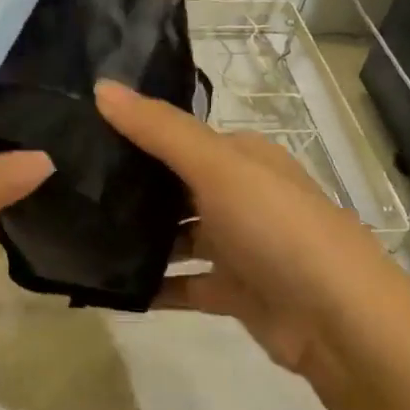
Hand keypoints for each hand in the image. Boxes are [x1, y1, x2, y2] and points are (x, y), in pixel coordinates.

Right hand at [95, 80, 377, 388]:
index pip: (179, 136)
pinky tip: (108, 286)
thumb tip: (100, 86)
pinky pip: (181, 284)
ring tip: (79, 235)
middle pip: (175, 187)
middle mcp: (241, 196)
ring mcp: (239, 246)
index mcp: (243, 158)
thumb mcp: (217, 167)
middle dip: (130, 187)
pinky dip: (152, 285)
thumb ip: (158, 129)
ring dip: (139, 238)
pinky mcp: (233, 291)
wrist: (340, 323)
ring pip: (176, 236)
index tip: (80, 135)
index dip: (135, 133)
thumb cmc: (277, 228)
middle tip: (69, 187)